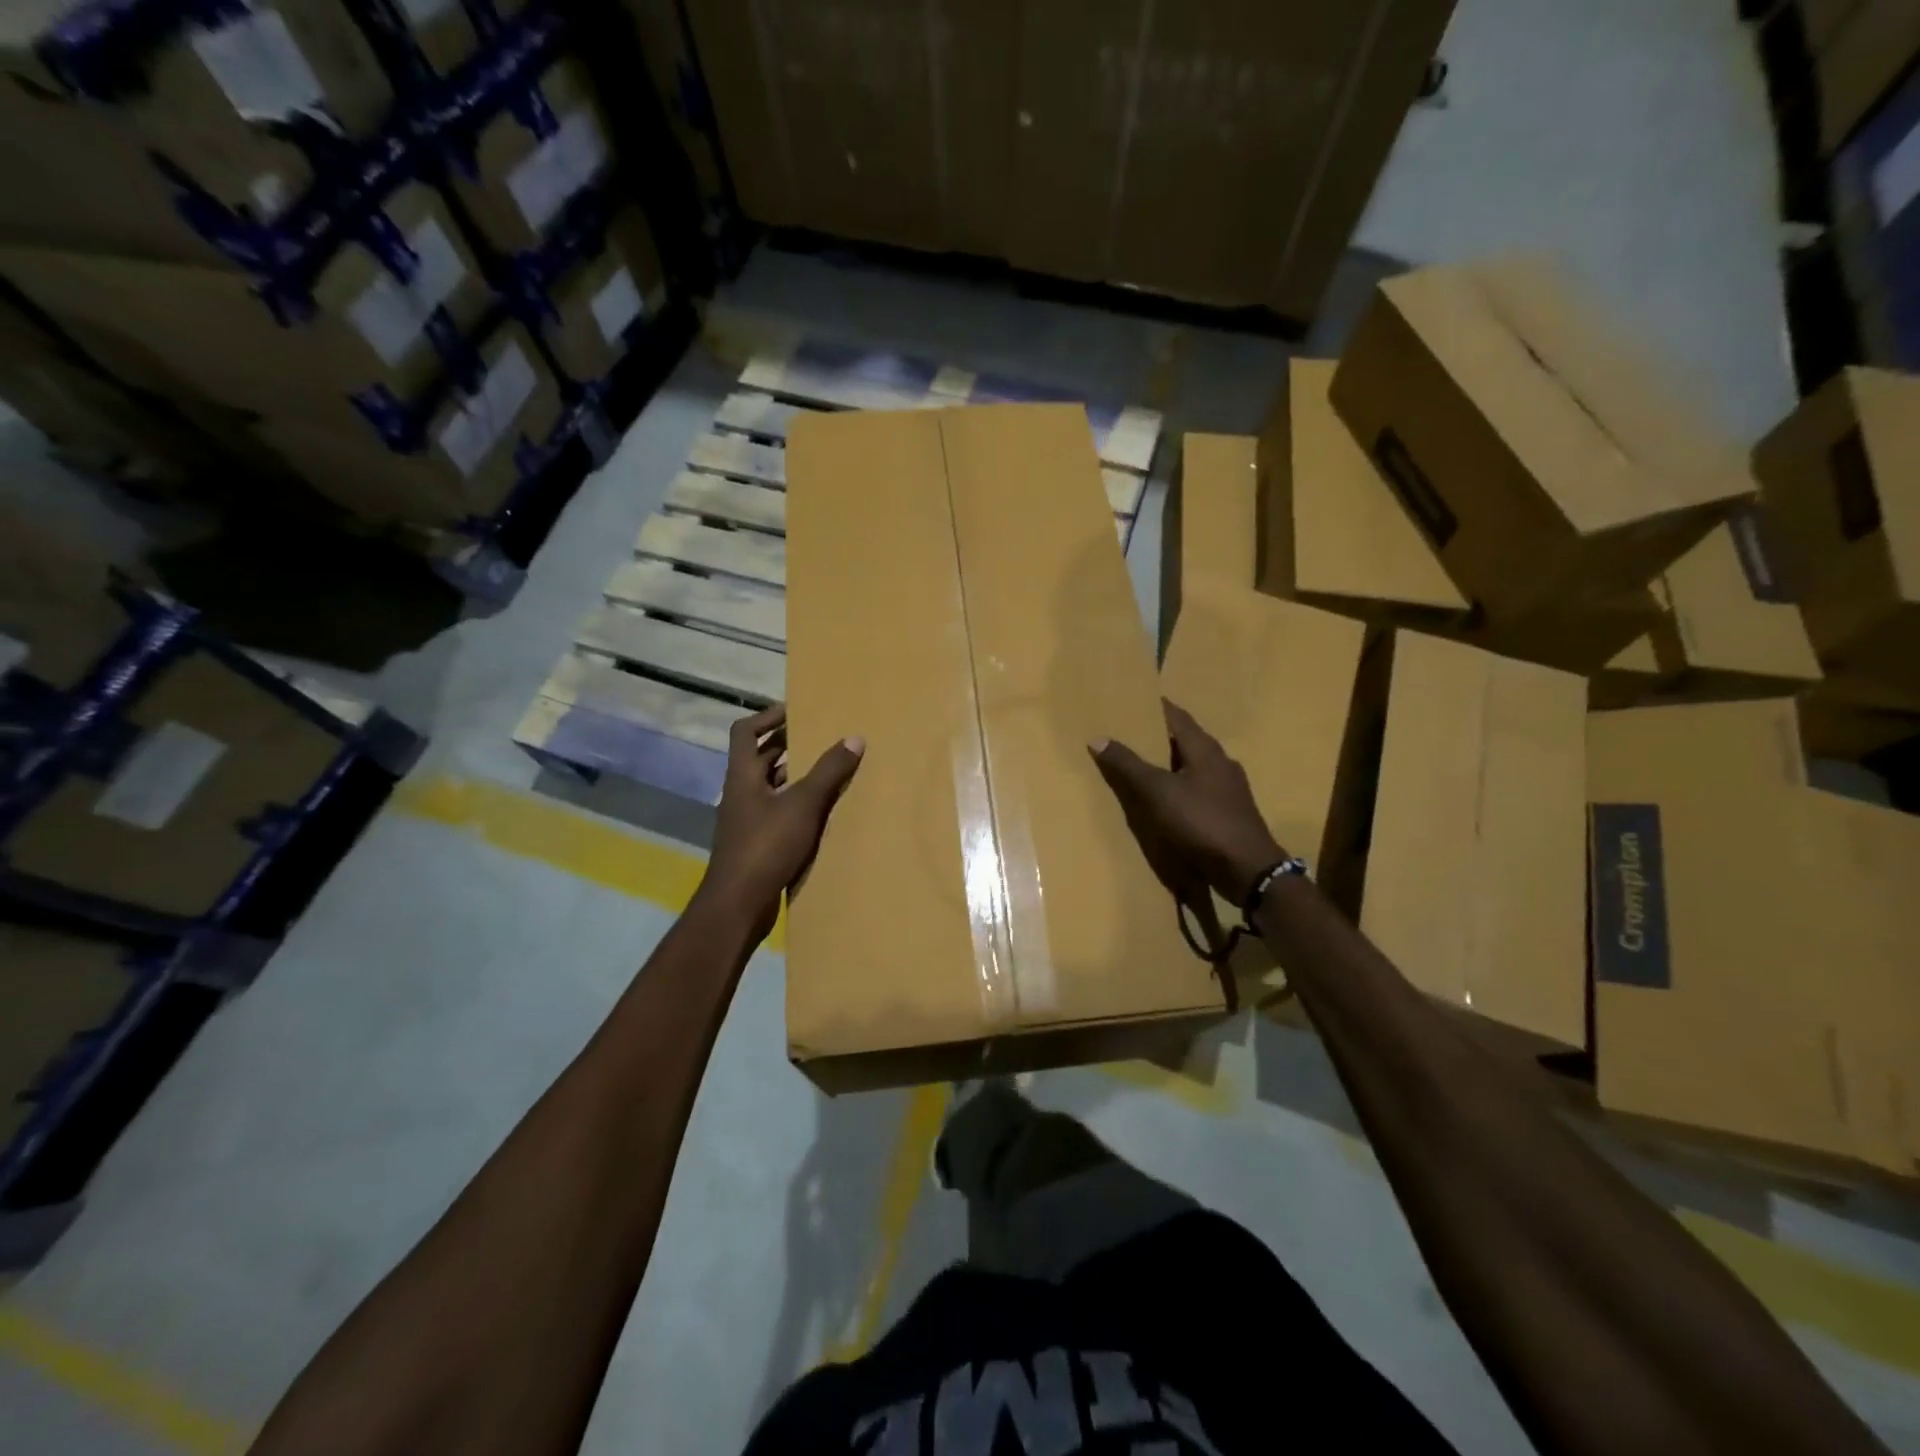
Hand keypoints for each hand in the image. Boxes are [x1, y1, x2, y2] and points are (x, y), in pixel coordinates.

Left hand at [701, 705, 863, 941]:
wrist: (738, 903)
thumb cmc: (766, 845)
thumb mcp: (803, 804)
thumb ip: (828, 771)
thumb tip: (854, 738)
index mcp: (743, 776)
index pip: (746, 731)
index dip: (768, 716)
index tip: (796, 711)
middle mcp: (740, 793)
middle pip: (760, 758)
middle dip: (788, 745)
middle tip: (821, 737)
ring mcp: (745, 820)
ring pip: (770, 787)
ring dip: (794, 776)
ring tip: (828, 771)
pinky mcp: (755, 843)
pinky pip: (776, 812)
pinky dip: (796, 805)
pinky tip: (821, 812)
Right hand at [1089, 698, 1285, 912]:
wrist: (1247, 869)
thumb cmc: (1201, 821)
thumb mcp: (1157, 791)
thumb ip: (1128, 764)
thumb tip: (1098, 737)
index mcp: (1205, 749)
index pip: (1177, 716)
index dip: (1156, 708)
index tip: (1132, 702)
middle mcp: (1221, 761)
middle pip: (1185, 740)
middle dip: (1159, 736)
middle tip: (1129, 733)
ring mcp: (1228, 788)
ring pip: (1192, 766)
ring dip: (1169, 763)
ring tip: (1141, 765)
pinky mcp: (1229, 812)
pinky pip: (1198, 789)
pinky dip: (1178, 786)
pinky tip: (1165, 799)